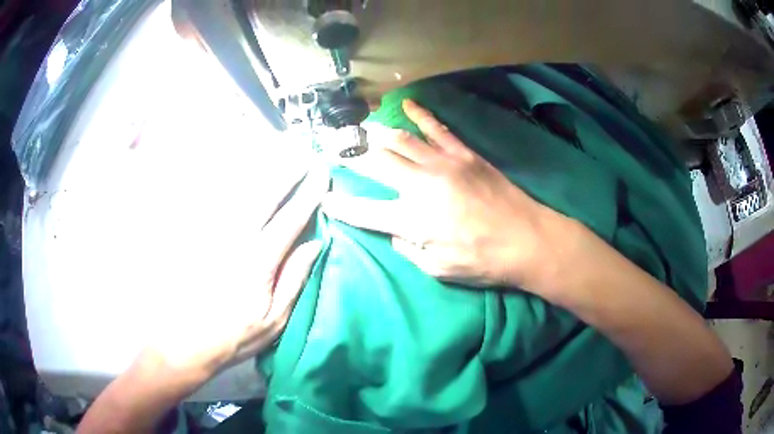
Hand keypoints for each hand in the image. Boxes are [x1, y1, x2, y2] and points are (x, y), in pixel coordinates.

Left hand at [147, 167, 328, 378]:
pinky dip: (234, 182)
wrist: (185, 341)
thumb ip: (294, 280)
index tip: (322, 173)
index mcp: (258, 262)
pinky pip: (217, 201)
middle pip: (265, 194)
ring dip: (263, 169)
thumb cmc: (234, 336)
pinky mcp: (198, 235)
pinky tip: (243, 173)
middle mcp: (235, 239)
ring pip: (240, 191)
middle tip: (304, 152)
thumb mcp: (274, 320)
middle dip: (287, 170)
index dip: (309, 194)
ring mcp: (213, 234)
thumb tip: (314, 244)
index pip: (290, 218)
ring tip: (280, 151)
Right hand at [323, 100, 565, 288]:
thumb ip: (409, 249)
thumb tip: (395, 233)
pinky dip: (421, 115)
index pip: (365, 211)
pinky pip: (437, 129)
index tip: (325, 199)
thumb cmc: (483, 261)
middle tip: (331, 147)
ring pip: (401, 141)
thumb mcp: (438, 269)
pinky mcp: (464, 154)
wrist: (526, 239)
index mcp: (413, 220)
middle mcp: (421, 185)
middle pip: (376, 164)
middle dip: (349, 155)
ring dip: (376, 133)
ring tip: (359, 128)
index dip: (342, 207)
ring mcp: (444, 164)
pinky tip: (407, 105)